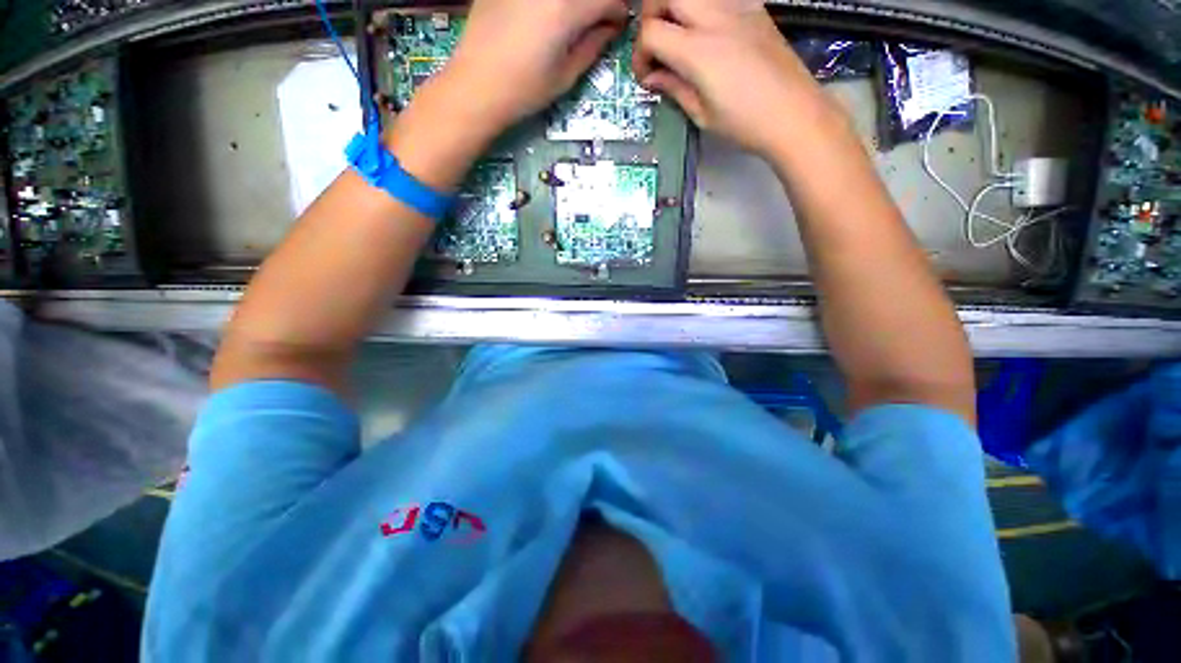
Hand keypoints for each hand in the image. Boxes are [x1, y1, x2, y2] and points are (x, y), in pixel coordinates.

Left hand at [386, 0, 626, 191]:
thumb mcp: (566, 75)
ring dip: (574, 5)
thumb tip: (610, 27)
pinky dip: (549, 3)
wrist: (475, 86)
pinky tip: (542, 19)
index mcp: (567, 7)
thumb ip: (593, 45)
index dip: (617, 11)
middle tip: (595, 24)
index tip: (616, 26)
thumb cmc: (525, 89)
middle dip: (597, 4)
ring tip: (567, 26)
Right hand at [633, 0, 830, 155]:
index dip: (640, 54)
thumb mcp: (702, 114)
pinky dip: (701, 11)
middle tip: (656, 47)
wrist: (795, 114)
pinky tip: (706, 36)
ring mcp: (738, 8)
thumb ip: (674, 88)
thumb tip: (653, 76)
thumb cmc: (745, 124)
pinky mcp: (754, 9)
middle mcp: (716, 18)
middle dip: (652, 17)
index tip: (646, 75)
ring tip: (678, 39)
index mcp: (699, 51)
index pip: (652, 32)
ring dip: (676, 10)